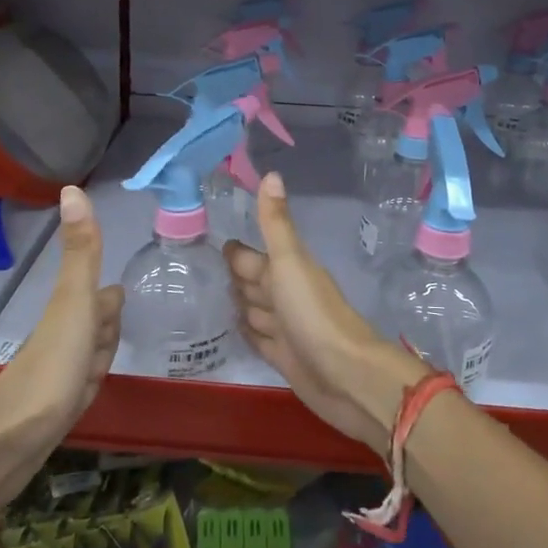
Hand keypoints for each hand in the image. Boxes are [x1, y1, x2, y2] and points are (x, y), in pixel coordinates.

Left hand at [0, 185, 121, 456]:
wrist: (11, 442)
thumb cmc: (52, 366)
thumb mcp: (74, 302)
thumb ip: (81, 251)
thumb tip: (72, 186)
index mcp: (70, 313)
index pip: (101, 298)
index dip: (110, 298)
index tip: (121, 293)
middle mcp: (63, 340)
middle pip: (94, 327)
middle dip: (107, 324)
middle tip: (119, 321)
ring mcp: (59, 376)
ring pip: (88, 358)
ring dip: (99, 354)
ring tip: (108, 357)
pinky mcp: (56, 410)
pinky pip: (81, 388)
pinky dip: (89, 384)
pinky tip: (88, 391)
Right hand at [225, 173, 425, 455]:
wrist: (345, 375)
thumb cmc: (314, 313)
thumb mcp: (290, 262)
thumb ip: (276, 223)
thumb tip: (271, 173)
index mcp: (287, 271)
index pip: (253, 256)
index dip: (236, 251)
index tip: (212, 238)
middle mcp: (286, 296)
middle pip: (254, 282)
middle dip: (234, 275)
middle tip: (202, 270)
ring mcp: (285, 327)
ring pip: (255, 310)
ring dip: (238, 303)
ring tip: (209, 297)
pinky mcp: (282, 357)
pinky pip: (257, 339)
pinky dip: (245, 332)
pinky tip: (231, 329)